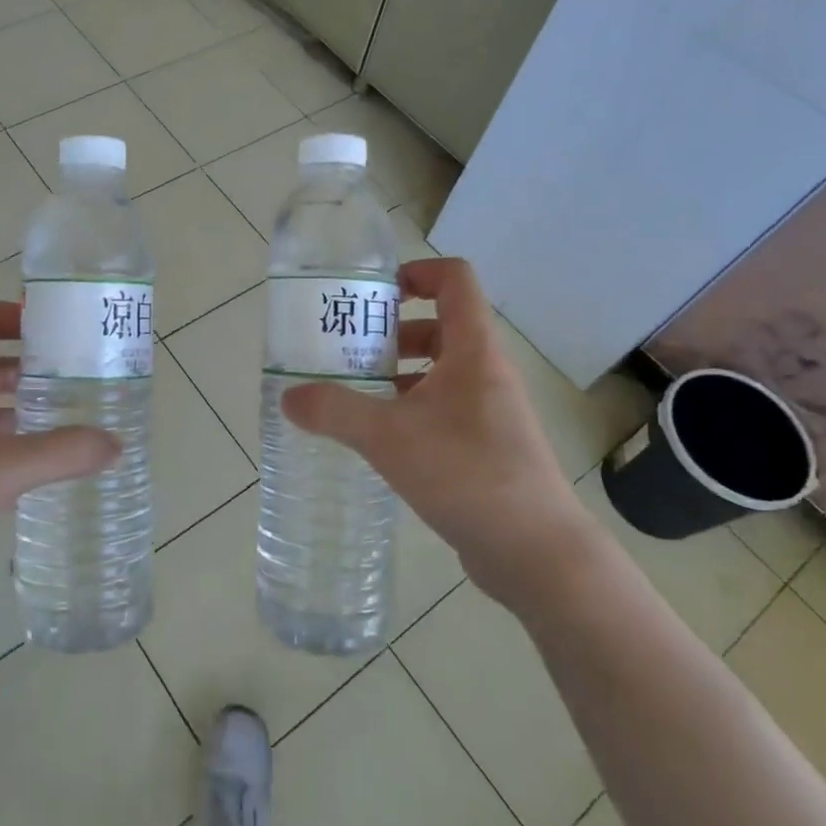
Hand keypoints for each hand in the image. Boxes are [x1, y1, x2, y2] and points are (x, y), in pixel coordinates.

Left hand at [0, 301, 117, 611]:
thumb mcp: (2, 467)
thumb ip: (63, 452)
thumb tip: (116, 443)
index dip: (21, 316)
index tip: (64, 330)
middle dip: (31, 365)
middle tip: (78, 376)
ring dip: (19, 407)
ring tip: (67, 418)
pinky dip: (5, 446)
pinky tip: (34, 468)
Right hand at [281, 258, 599, 610]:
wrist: (536, 552)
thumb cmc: (466, 474)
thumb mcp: (388, 437)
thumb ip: (335, 411)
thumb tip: (289, 397)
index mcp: (473, 350)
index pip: (455, 279)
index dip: (416, 272)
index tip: (374, 295)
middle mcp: (486, 372)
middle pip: (440, 326)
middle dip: (391, 333)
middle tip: (348, 351)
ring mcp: (491, 411)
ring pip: (440, 371)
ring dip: (399, 374)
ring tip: (355, 395)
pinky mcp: (488, 447)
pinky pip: (444, 409)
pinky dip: (411, 410)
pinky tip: (380, 440)